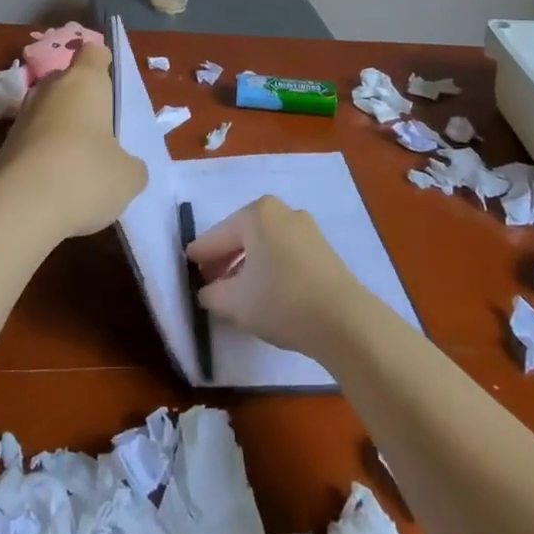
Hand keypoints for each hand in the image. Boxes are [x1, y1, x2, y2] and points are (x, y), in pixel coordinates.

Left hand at [0, 43, 146, 240]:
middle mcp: (49, 90)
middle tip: (101, 130)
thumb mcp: (128, 176)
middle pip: (67, 81)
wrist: (18, 209)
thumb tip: (123, 165)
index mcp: (84, 82)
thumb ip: (130, 163)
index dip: (104, 63)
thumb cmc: (85, 175)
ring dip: (61, 129)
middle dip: (82, 100)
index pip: (93, 52)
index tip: (112, 83)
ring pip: (47, 111)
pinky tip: (56, 184)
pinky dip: (44, 154)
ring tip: (79, 163)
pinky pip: (32, 140)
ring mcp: (22, 117)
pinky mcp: (3, 146)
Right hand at [187, 196, 364, 355]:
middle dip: (225, 259)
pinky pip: (285, 253)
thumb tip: (207, 291)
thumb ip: (213, 293)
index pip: (217, 236)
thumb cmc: (282, 301)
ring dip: (248, 264)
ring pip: (265, 245)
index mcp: (257, 213)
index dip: (200, 254)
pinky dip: (270, 267)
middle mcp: (282, 212)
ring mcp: (307, 229)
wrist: (345, 321)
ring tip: (236, 290)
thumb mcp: (236, 302)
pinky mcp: (324, 250)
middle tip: (210, 281)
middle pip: (242, 236)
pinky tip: (265, 291)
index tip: (188, 266)